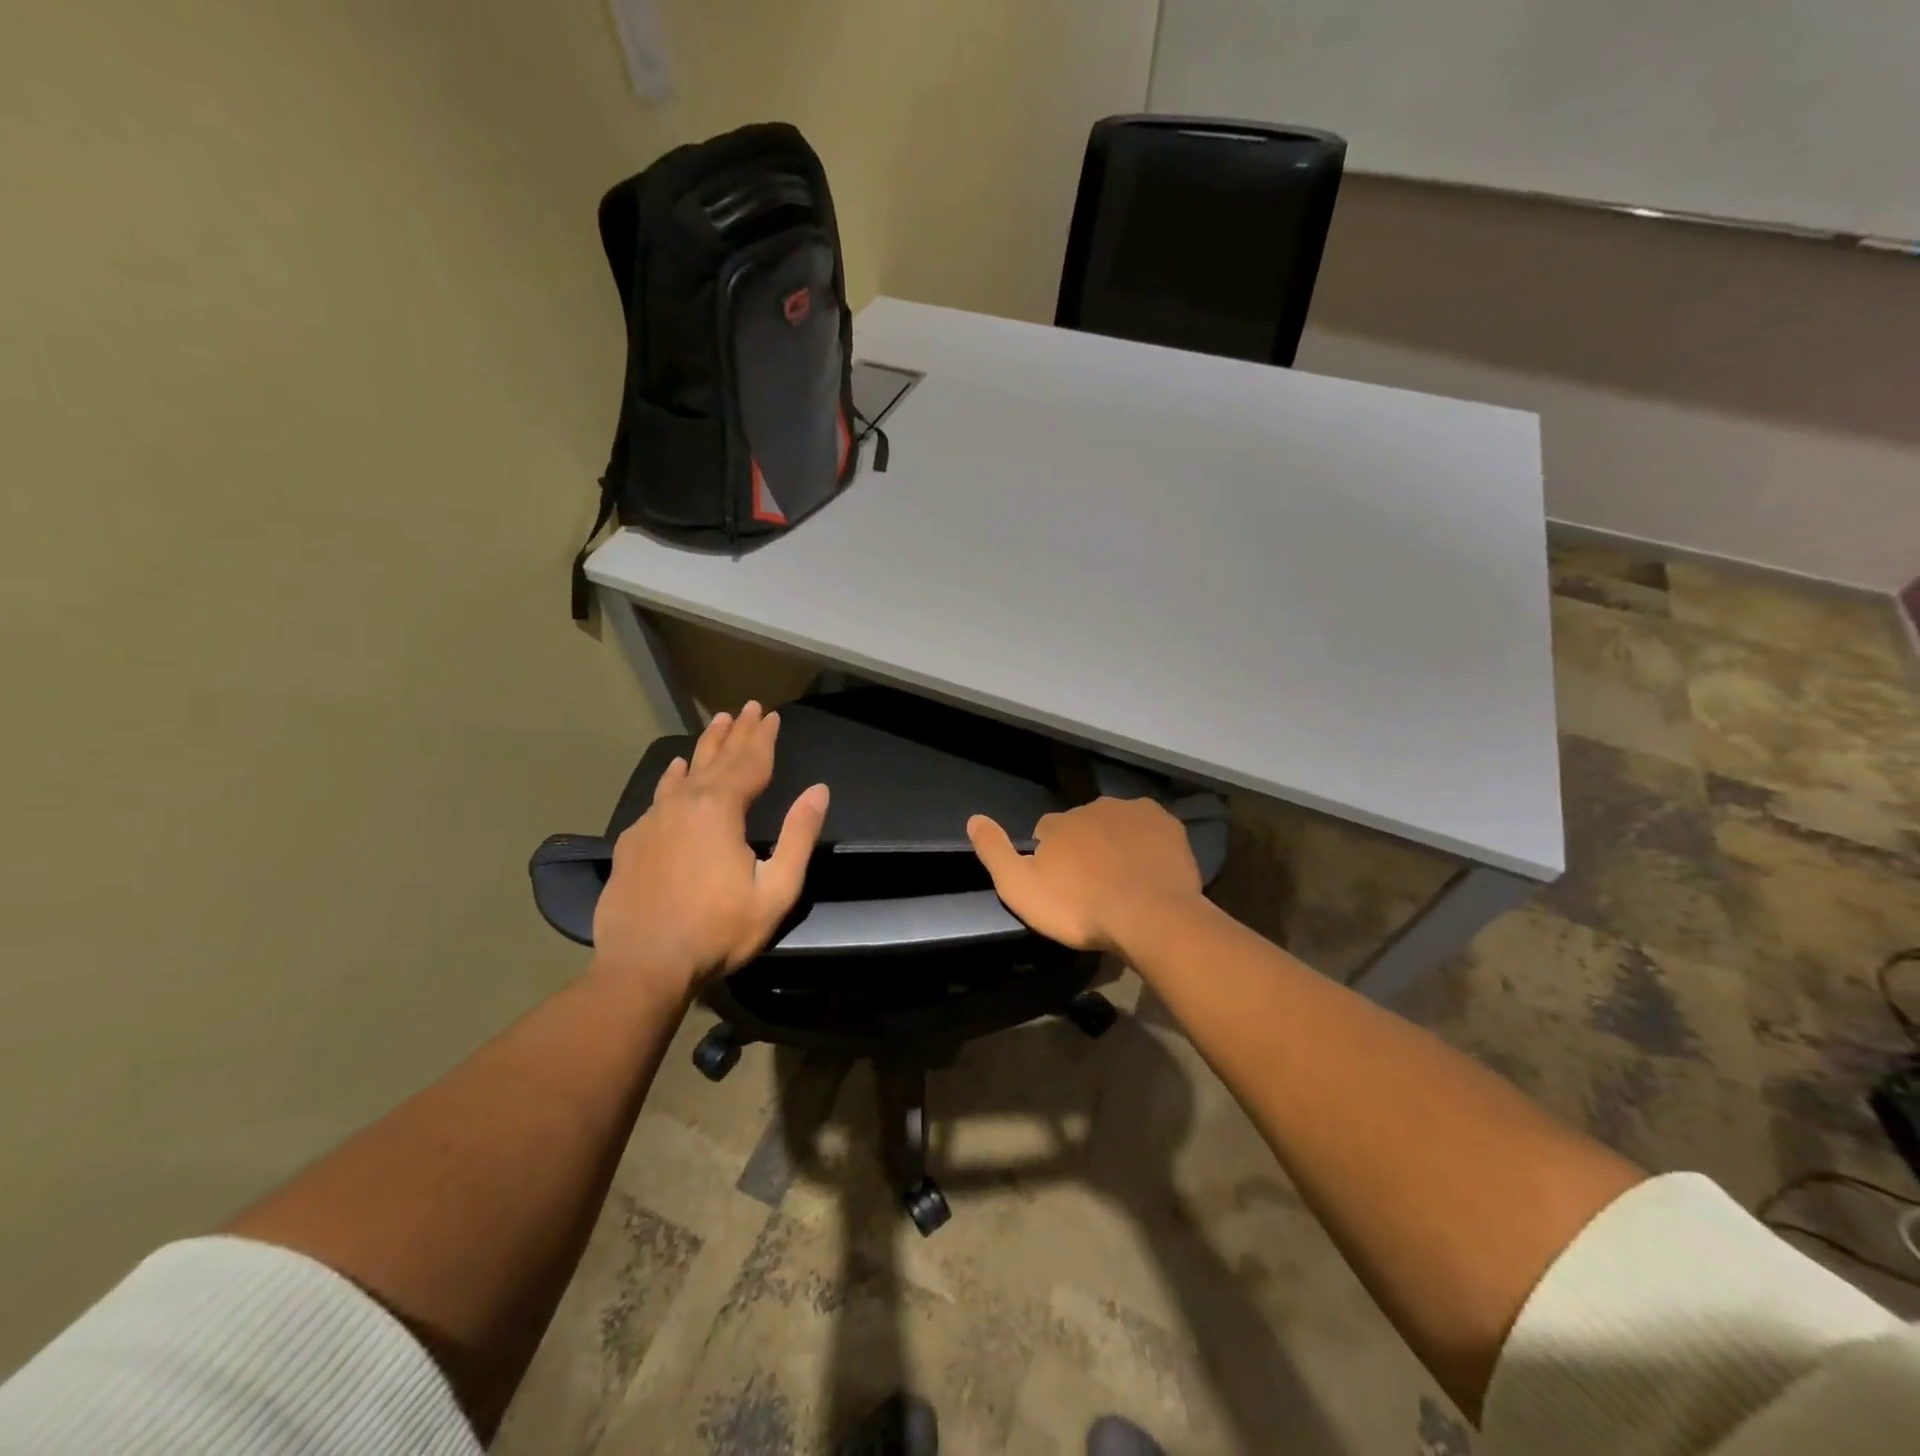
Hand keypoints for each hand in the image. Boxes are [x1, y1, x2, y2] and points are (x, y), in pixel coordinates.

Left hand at [592, 702, 828, 1000]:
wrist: (643, 965)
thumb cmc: (718, 930)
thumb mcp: (775, 889)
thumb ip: (798, 836)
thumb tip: (818, 791)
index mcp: (721, 810)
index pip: (750, 763)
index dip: (764, 738)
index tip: (772, 715)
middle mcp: (685, 803)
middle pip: (718, 759)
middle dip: (737, 733)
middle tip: (748, 708)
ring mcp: (654, 820)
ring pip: (685, 772)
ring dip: (706, 747)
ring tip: (718, 723)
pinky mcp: (633, 840)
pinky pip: (659, 795)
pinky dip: (673, 777)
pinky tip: (674, 769)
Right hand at [966, 797, 1202, 952]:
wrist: (1150, 917)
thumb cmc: (1080, 907)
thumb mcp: (1021, 888)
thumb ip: (994, 852)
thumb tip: (973, 818)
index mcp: (1059, 823)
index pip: (1047, 832)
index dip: (1052, 858)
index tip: (1062, 886)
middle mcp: (1095, 807)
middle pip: (1083, 826)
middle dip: (1085, 848)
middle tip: (1094, 886)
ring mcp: (1135, 813)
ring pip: (1117, 825)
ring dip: (1116, 845)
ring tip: (1124, 882)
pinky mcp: (1168, 825)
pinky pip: (1150, 830)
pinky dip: (1147, 845)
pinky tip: (1149, 871)